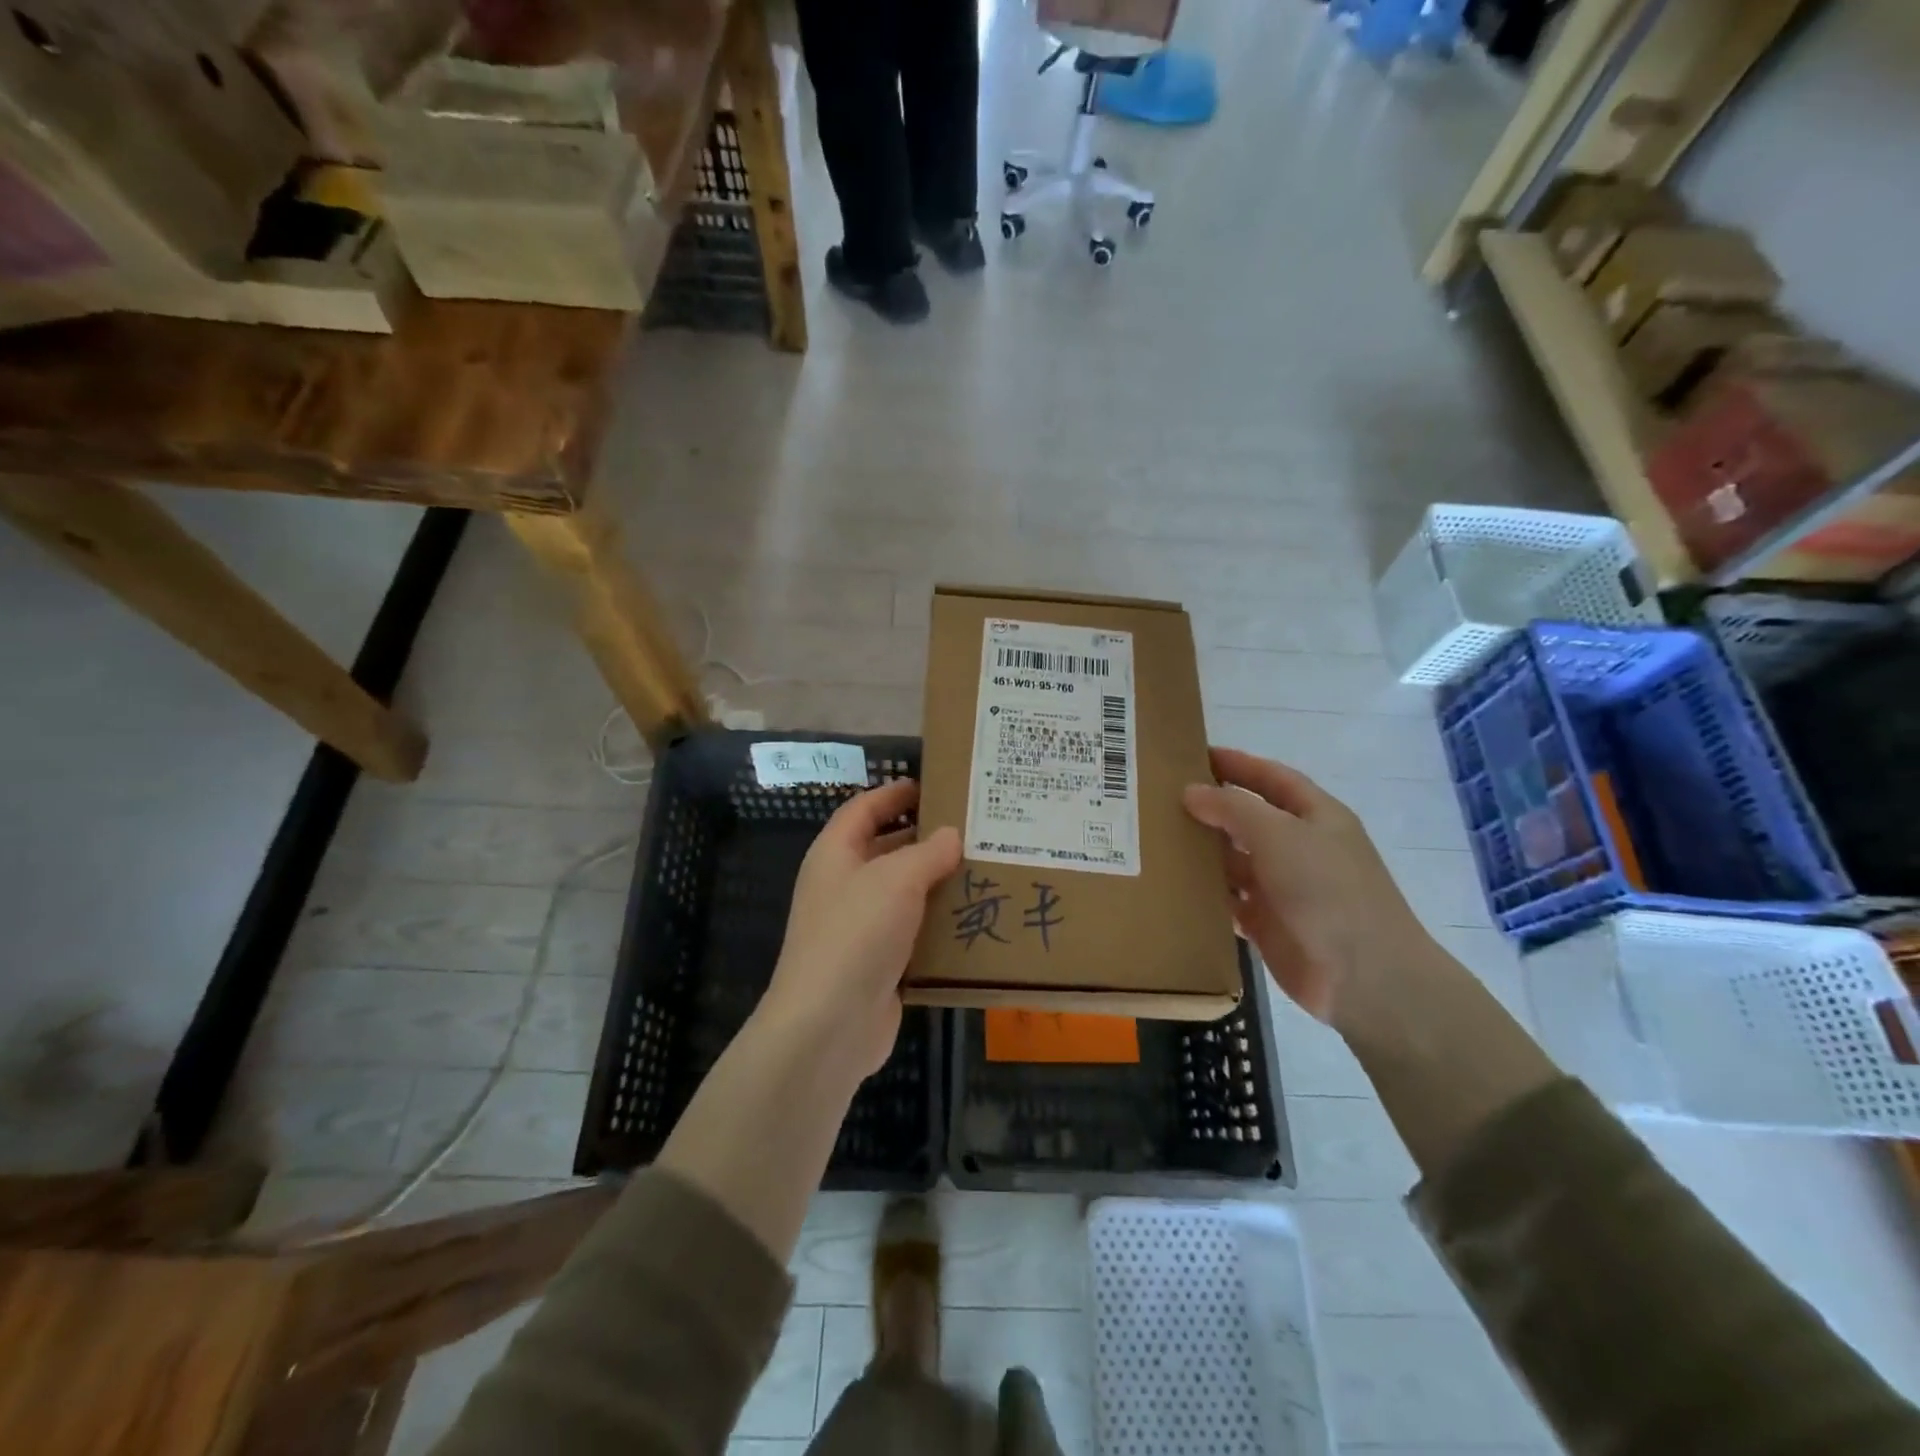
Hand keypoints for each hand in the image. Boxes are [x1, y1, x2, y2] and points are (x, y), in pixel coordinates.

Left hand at [763, 781, 962, 1079]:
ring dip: (938, 883)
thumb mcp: (896, 879)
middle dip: (926, 838)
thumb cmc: (856, 934)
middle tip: (974, 829)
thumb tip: (951, 834)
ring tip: (986, 868)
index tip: (935, 785)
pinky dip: (939, 925)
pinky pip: (913, 932)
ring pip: (904, 893)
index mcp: (836, 854)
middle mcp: (844, 885)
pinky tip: (976, 918)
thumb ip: (928, 852)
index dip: (895, 793)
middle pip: (886, 849)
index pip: (864, 809)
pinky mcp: (879, 963)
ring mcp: (860, 927)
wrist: (829, 1025)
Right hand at [1183, 748, 1435, 1031]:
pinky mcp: (1268, 923)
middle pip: (1249, 818)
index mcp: (1316, 817)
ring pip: (1235, 859)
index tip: (1194, 755)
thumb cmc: (1327, 890)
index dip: (1237, 764)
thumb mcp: (1280, 834)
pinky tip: (1172, 884)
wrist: (1364, 976)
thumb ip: (1233, 808)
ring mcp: (1284, 887)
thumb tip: (1191, 791)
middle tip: (1160, 798)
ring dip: (1203, 851)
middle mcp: (1299, 847)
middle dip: (1211, 808)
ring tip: (1156, 839)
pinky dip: (1205, 892)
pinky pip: (1229, 899)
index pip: (1272, 778)